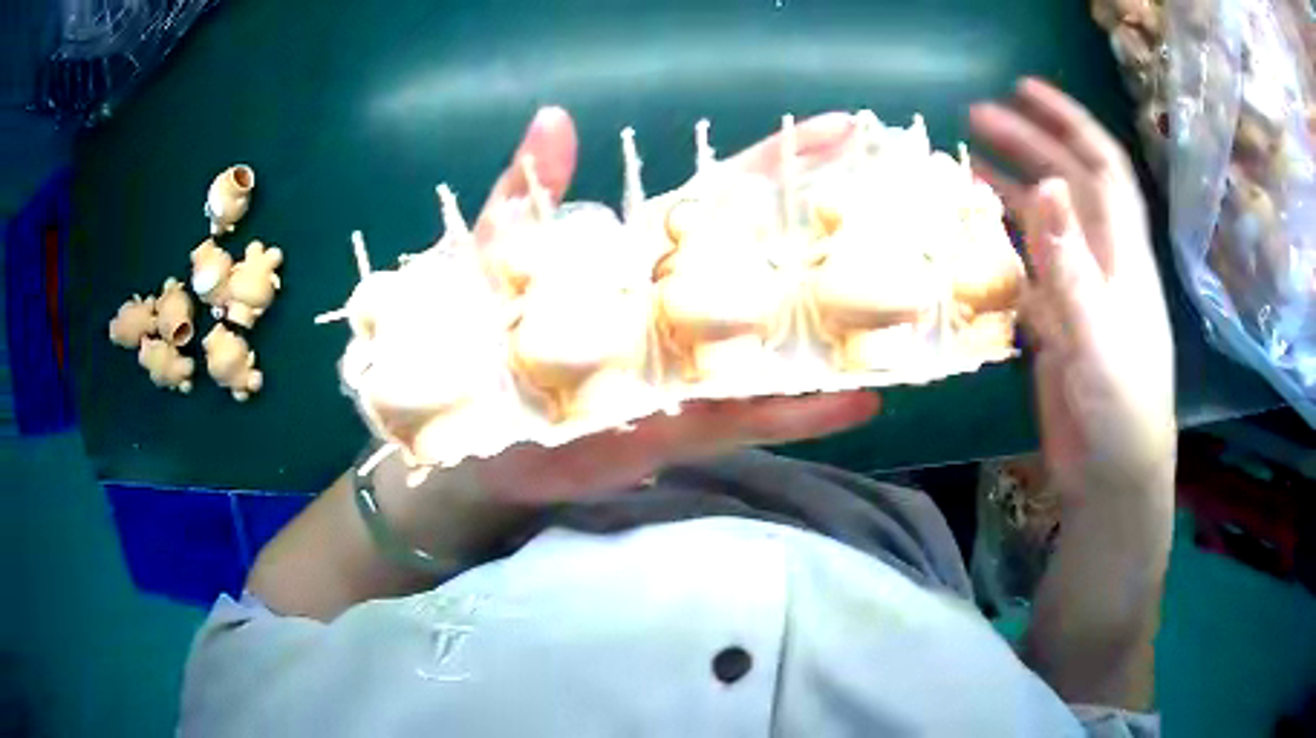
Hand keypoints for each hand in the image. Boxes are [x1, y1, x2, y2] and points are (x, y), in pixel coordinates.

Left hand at [464, 107, 879, 504]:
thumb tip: (555, 118)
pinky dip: (804, 411)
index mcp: (641, 256)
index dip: (779, 162)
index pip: (722, 197)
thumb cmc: (477, 343)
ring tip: (912, 311)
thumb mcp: (493, 262)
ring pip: (777, 343)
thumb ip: (526, 201)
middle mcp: (681, 308)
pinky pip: (754, 418)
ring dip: (840, 328)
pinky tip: (859, 401)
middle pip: (769, 265)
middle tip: (909, 218)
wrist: (474, 443)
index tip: (840, 128)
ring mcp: (692, 371)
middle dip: (837, 237)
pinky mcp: (688, 429)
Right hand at [970, 79, 1175, 499]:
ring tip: (966, 162)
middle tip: (975, 116)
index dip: (1070, 121)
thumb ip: (1073, 267)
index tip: (1025, 89)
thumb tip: (1049, 185)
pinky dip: (1003, 245)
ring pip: (1046, 225)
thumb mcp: (1099, 340)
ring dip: (1011, 188)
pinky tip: (973, 236)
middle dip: (1029, 143)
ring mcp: (1079, 293)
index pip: (1103, 168)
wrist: (1112, 477)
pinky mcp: (1058, 325)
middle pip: (1069, 186)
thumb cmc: (1120, 413)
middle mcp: (1102, 263)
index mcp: (1122, 257)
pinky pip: (1029, 270)